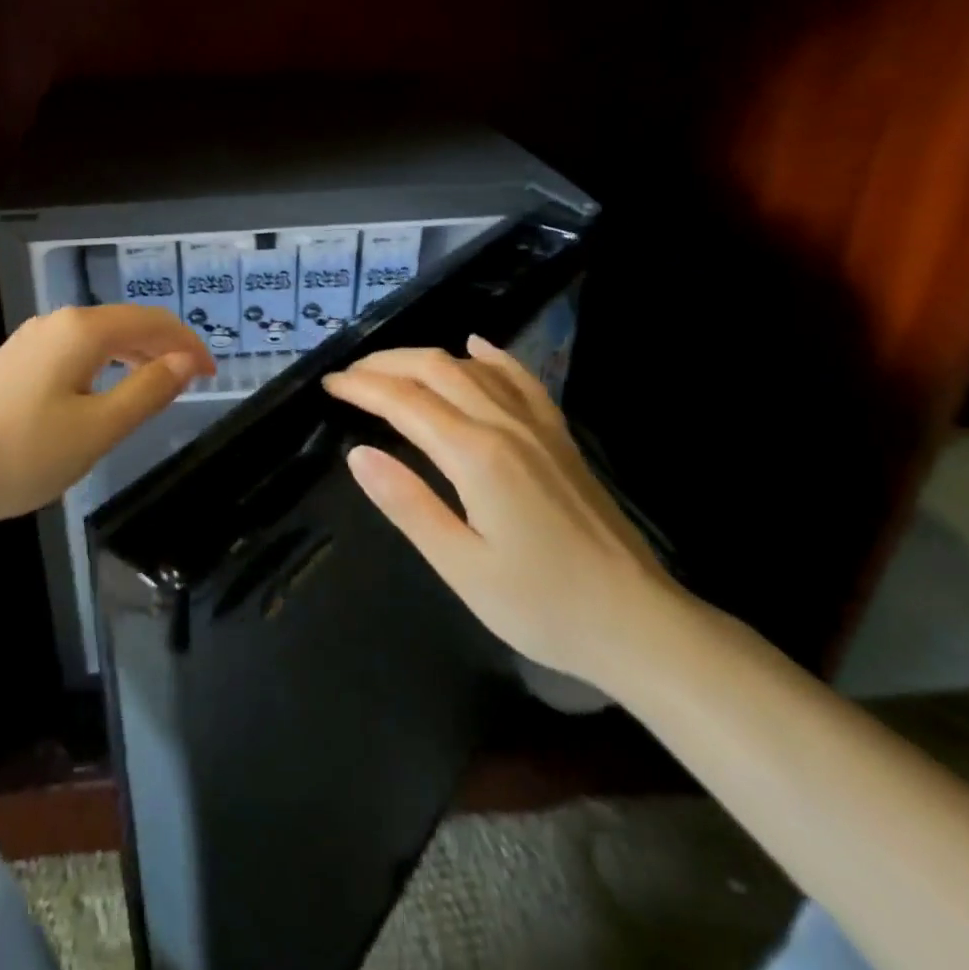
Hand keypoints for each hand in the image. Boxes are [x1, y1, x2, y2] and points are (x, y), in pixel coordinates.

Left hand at [0, 305, 215, 535]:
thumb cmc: (22, 454)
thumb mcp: (98, 428)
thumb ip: (148, 391)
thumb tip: (187, 360)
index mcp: (82, 330)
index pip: (152, 322)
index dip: (188, 343)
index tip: (213, 374)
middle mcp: (56, 323)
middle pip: (124, 323)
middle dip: (163, 346)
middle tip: (191, 381)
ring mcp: (29, 341)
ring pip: (97, 338)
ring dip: (133, 355)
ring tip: (156, 386)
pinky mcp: (11, 363)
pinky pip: (73, 352)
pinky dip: (103, 365)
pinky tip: (102, 393)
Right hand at [321, 336, 682, 688]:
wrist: (639, 622)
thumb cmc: (543, 605)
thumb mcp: (462, 567)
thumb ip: (408, 504)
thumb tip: (358, 454)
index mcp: (475, 456)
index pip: (404, 402)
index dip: (362, 388)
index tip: (329, 385)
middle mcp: (505, 425)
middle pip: (435, 369)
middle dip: (386, 364)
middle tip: (349, 375)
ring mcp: (538, 426)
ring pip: (472, 368)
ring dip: (425, 358)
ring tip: (390, 368)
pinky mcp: (559, 437)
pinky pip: (521, 380)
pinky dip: (491, 357)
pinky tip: (475, 346)